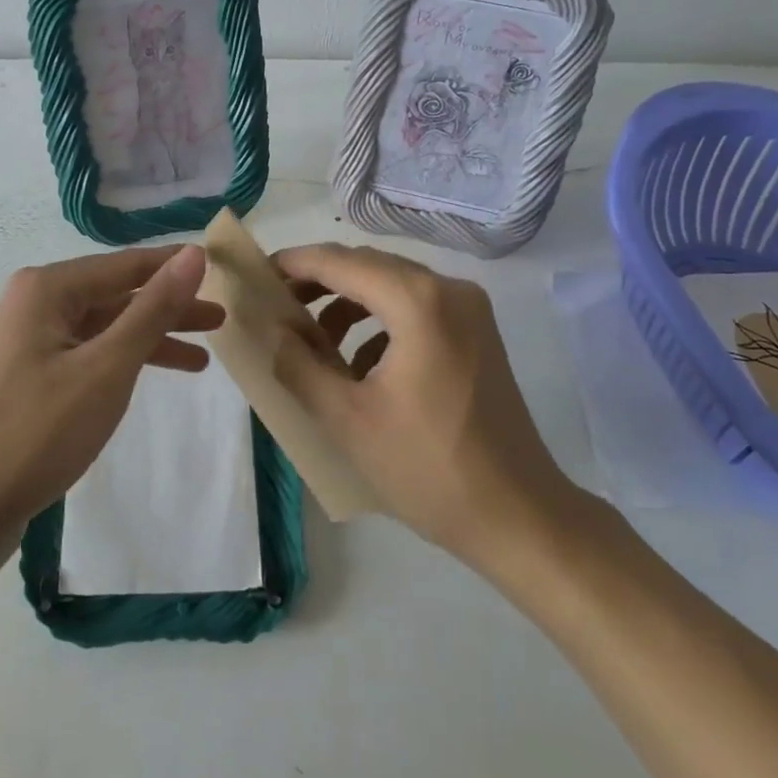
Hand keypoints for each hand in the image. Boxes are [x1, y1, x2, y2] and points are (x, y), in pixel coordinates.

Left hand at [0, 244, 223, 549]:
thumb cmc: (36, 432)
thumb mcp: (107, 367)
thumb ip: (153, 309)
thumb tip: (194, 254)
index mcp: (46, 289)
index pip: (126, 264)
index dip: (174, 266)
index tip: (219, 268)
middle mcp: (31, 305)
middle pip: (114, 297)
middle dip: (167, 309)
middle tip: (220, 321)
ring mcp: (24, 345)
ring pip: (100, 330)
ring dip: (147, 340)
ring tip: (201, 358)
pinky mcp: (23, 381)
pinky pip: (83, 358)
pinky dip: (118, 365)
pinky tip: (146, 379)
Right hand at [273, 242, 580, 566]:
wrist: (520, 516)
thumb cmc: (427, 467)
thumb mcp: (346, 418)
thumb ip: (299, 364)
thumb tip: (272, 328)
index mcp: (418, 301)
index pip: (341, 262)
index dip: (295, 264)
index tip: (257, 274)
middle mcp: (449, 289)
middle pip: (369, 266)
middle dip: (320, 283)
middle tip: (278, 309)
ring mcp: (470, 309)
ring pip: (393, 285)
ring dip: (349, 304)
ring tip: (314, 343)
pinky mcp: (478, 333)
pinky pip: (417, 307)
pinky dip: (380, 322)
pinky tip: (360, 365)